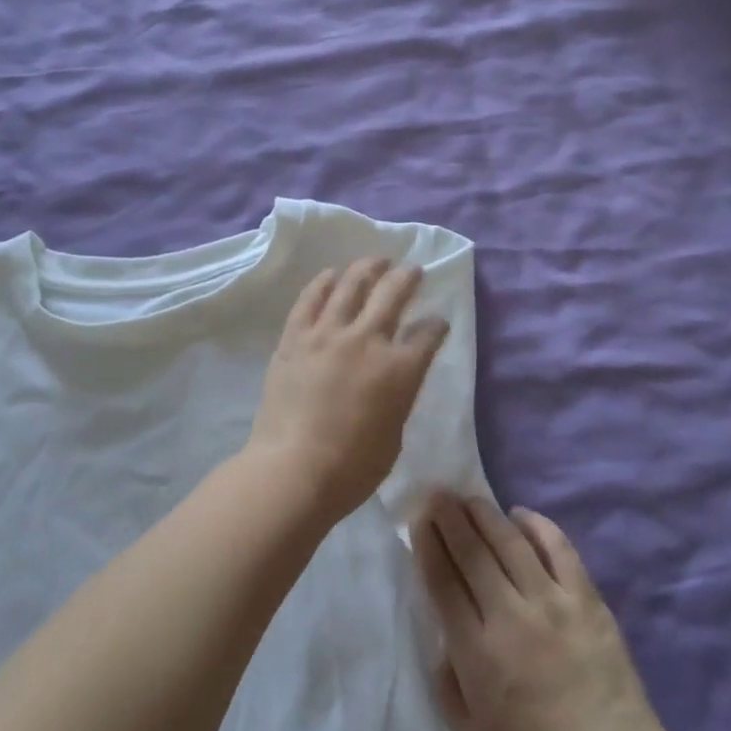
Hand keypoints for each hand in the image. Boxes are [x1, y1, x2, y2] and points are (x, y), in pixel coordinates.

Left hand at [248, 258, 448, 520]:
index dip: (436, 326)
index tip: (437, 323)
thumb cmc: (352, 468)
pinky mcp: (295, 338)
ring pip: (351, 285)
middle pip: (392, 294)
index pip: (428, 334)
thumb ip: (398, 396)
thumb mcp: (394, 435)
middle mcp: (367, 340)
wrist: (293, 470)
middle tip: (412, 270)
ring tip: (376, 260)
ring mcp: (327, 334)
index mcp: (399, 369)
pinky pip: (310, 299)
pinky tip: (331, 274)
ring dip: (367, 268)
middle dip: (408, 277)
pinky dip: (323, 283)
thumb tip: (393, 379)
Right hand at [414, 494, 674, 730]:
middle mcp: (510, 616)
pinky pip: (559, 548)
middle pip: (471, 552)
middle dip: (448, 517)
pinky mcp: (588, 600)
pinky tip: (520, 515)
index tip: (418, 518)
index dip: (427, 543)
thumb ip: (447, 681)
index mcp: (477, 652)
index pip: (442, 581)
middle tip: (436, 493)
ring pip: (509, 541)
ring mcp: (553, 603)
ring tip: (469, 498)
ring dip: (484, 514)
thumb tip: (443, 634)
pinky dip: (537, 525)